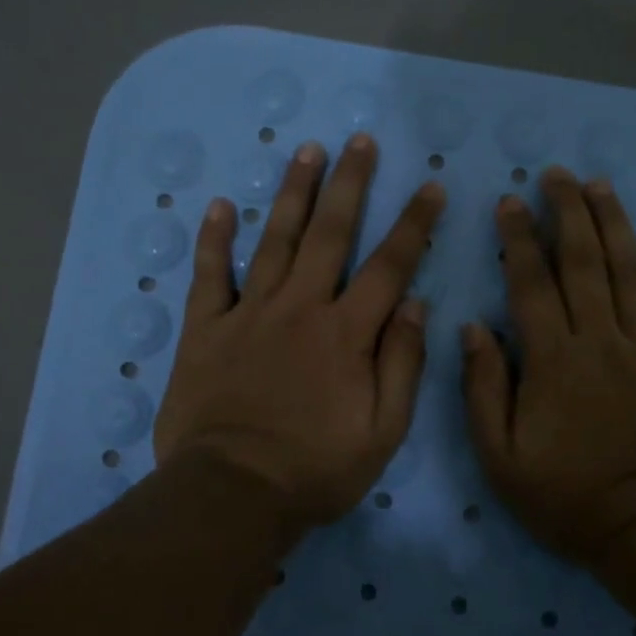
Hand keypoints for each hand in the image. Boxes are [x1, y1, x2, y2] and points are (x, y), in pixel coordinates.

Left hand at [154, 133, 445, 530]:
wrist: (232, 494)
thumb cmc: (316, 469)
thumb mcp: (382, 431)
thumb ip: (401, 364)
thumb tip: (415, 304)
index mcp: (346, 333)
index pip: (389, 266)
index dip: (413, 224)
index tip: (429, 186)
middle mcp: (300, 308)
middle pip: (330, 234)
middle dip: (349, 184)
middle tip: (359, 141)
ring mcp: (249, 314)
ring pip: (274, 240)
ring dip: (293, 193)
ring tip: (306, 151)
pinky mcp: (206, 330)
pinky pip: (210, 275)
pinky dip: (214, 240)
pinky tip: (219, 206)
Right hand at [461, 168, 635, 565]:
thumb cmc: (568, 498)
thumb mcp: (501, 458)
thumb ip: (485, 389)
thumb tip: (474, 328)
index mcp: (553, 361)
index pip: (532, 284)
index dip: (519, 239)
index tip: (510, 202)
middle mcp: (601, 341)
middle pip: (583, 263)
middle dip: (568, 213)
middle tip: (557, 174)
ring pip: (631, 273)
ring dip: (615, 224)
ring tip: (600, 186)